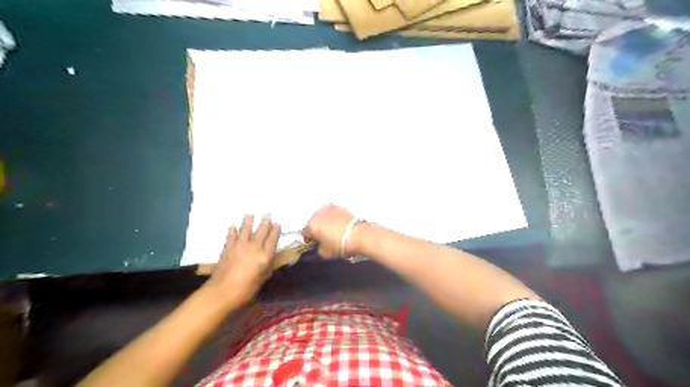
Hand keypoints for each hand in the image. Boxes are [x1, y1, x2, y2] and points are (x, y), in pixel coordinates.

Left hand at [204, 215, 279, 304]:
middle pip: (261, 232)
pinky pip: (231, 237)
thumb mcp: (262, 280)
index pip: (272, 240)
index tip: (277, 223)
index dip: (275, 231)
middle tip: (268, 214)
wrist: (222, 291)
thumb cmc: (245, 289)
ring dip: (248, 221)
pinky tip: (232, 226)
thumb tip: (271, 260)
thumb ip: (267, 268)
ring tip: (250, 214)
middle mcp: (254, 248)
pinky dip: (232, 231)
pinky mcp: (228, 248)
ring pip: (245, 230)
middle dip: (265, 222)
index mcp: (264, 256)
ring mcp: (240, 246)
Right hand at [302, 204, 354, 257]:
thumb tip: (318, 245)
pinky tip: (338, 223)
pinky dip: (332, 216)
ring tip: (331, 228)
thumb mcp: (325, 253)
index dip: (309, 240)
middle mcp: (317, 214)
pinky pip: (331, 212)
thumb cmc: (340, 245)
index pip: (305, 234)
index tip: (315, 243)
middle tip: (323, 236)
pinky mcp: (338, 206)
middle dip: (316, 228)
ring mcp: (328, 208)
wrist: (358, 235)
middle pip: (313, 222)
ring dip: (323, 221)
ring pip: (321, 215)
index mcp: (311, 226)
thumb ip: (317, 248)